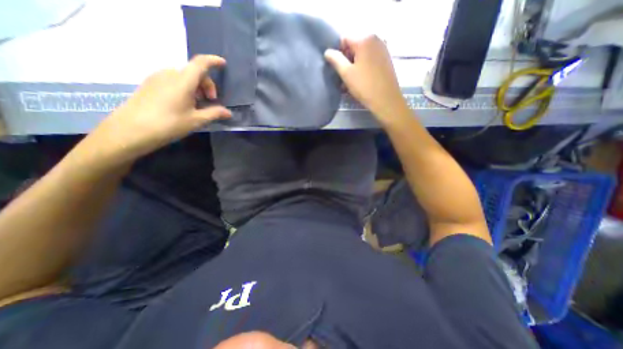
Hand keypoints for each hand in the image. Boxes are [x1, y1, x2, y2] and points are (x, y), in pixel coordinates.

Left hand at [88, 54, 230, 164]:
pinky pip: (173, 80)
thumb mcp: (196, 120)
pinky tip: (185, 104)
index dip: (213, 61)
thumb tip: (229, 113)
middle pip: (194, 72)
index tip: (223, 64)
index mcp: (183, 81)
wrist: (131, 130)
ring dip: (196, 87)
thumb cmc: (169, 124)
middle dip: (207, 84)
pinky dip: (184, 88)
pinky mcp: (150, 84)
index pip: (200, 63)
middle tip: (211, 102)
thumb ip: (214, 113)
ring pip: (183, 76)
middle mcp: (169, 74)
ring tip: (198, 105)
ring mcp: (157, 78)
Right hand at [323, 35, 407, 121]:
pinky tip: (361, 80)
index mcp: (365, 38)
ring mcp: (383, 49)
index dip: (339, 53)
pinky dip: (363, 67)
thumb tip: (327, 51)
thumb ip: (335, 60)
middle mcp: (376, 38)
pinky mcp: (386, 59)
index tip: (340, 69)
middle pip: (354, 46)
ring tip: (351, 82)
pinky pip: (370, 59)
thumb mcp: (346, 73)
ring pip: (362, 54)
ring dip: (354, 66)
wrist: (386, 100)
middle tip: (344, 78)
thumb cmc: (364, 86)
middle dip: (347, 60)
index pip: (344, 39)